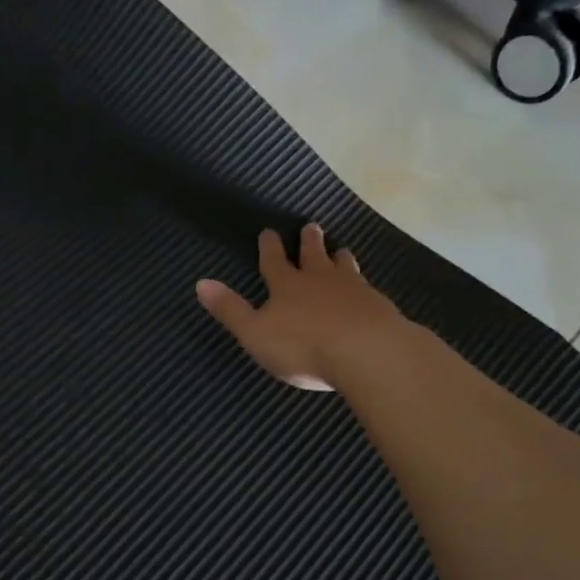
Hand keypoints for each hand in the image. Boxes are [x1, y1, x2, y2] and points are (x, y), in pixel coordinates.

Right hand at [196, 224, 402, 390]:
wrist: (367, 353)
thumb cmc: (303, 346)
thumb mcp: (255, 333)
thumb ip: (230, 309)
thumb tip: (200, 283)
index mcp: (286, 286)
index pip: (274, 261)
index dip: (270, 247)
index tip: (269, 231)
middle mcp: (320, 280)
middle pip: (313, 255)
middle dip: (310, 241)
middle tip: (312, 226)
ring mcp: (353, 290)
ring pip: (344, 267)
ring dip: (340, 257)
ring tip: (341, 250)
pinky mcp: (378, 306)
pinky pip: (368, 288)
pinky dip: (363, 285)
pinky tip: (366, 290)